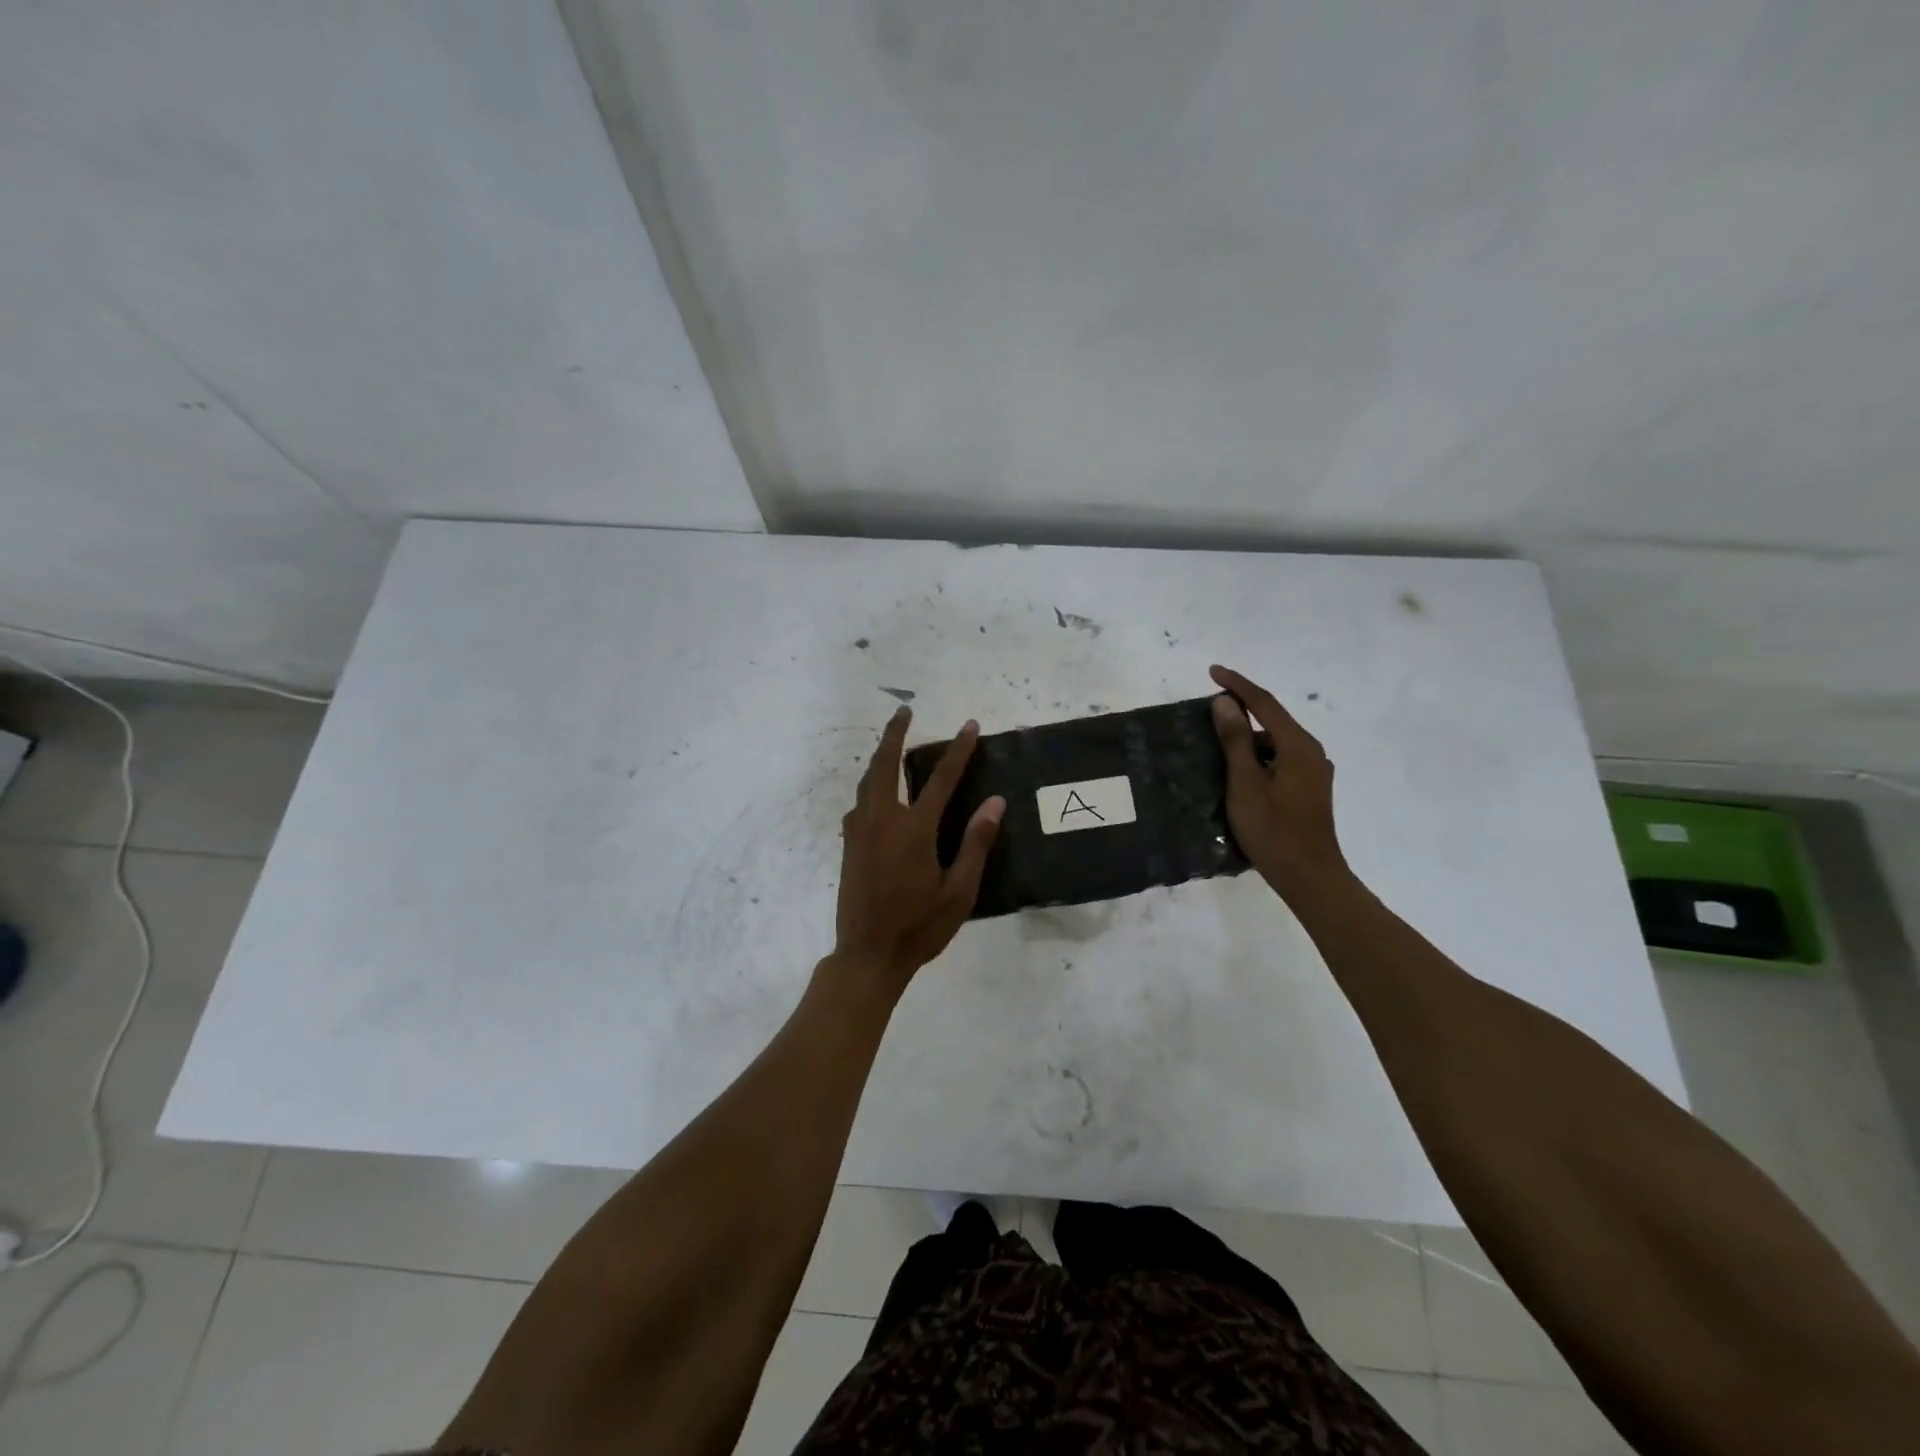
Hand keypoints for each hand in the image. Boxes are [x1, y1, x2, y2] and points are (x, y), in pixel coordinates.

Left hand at [833, 707, 1004, 981]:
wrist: (867, 955)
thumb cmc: (919, 927)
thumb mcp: (959, 892)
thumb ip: (975, 843)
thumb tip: (994, 802)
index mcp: (913, 830)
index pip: (940, 779)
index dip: (958, 751)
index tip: (970, 726)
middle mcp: (882, 821)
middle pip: (885, 766)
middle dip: (894, 734)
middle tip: (904, 711)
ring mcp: (860, 832)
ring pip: (867, 782)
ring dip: (879, 758)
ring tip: (891, 744)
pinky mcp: (848, 846)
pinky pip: (858, 804)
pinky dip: (869, 788)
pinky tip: (876, 795)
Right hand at [1210, 664, 1347, 901]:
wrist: (1309, 877)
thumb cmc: (1274, 830)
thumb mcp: (1246, 783)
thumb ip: (1235, 740)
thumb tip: (1225, 702)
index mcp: (1298, 746)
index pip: (1265, 703)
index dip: (1237, 685)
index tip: (1212, 671)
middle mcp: (1311, 752)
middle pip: (1273, 719)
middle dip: (1242, 707)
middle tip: (1209, 704)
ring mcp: (1314, 771)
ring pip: (1275, 741)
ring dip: (1248, 734)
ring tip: (1216, 737)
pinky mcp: (1309, 788)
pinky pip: (1279, 758)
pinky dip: (1257, 754)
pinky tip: (1238, 767)